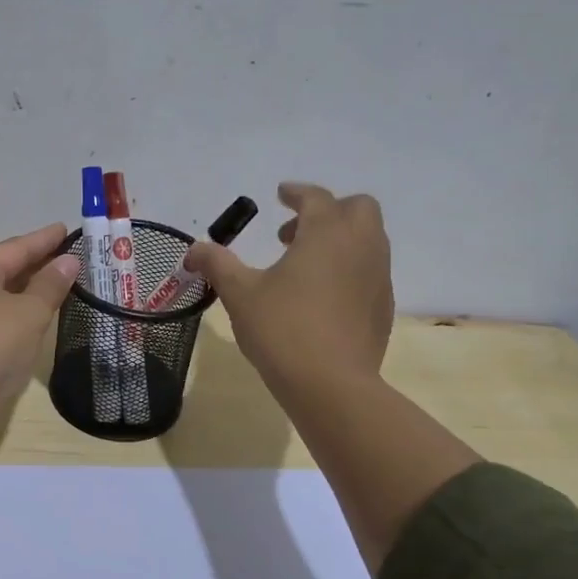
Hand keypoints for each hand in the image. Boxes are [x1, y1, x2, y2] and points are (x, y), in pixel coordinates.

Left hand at [0, 223, 80, 411]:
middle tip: (62, 260)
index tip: (64, 229)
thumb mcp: (29, 313)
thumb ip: (50, 285)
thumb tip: (67, 261)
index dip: (43, 240)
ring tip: (46, 293)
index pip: (15, 248)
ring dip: (18, 294)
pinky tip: (20, 328)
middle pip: (0, 270)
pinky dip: (6, 318)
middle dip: (31, 266)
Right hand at [183, 183, 393, 389]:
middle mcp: (361, 246)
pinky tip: (322, 296)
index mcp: (327, 233)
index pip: (316, 197)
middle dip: (328, 211)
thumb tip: (194, 250)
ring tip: (303, 266)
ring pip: (368, 240)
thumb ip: (217, 263)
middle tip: (291, 234)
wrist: (331, 385)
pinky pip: (370, 271)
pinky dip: (349, 268)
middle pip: (358, 208)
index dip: (296, 193)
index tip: (280, 194)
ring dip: (339, 239)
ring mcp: (378, 277)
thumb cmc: (282, 328)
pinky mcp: (383, 307)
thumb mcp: (239, 293)